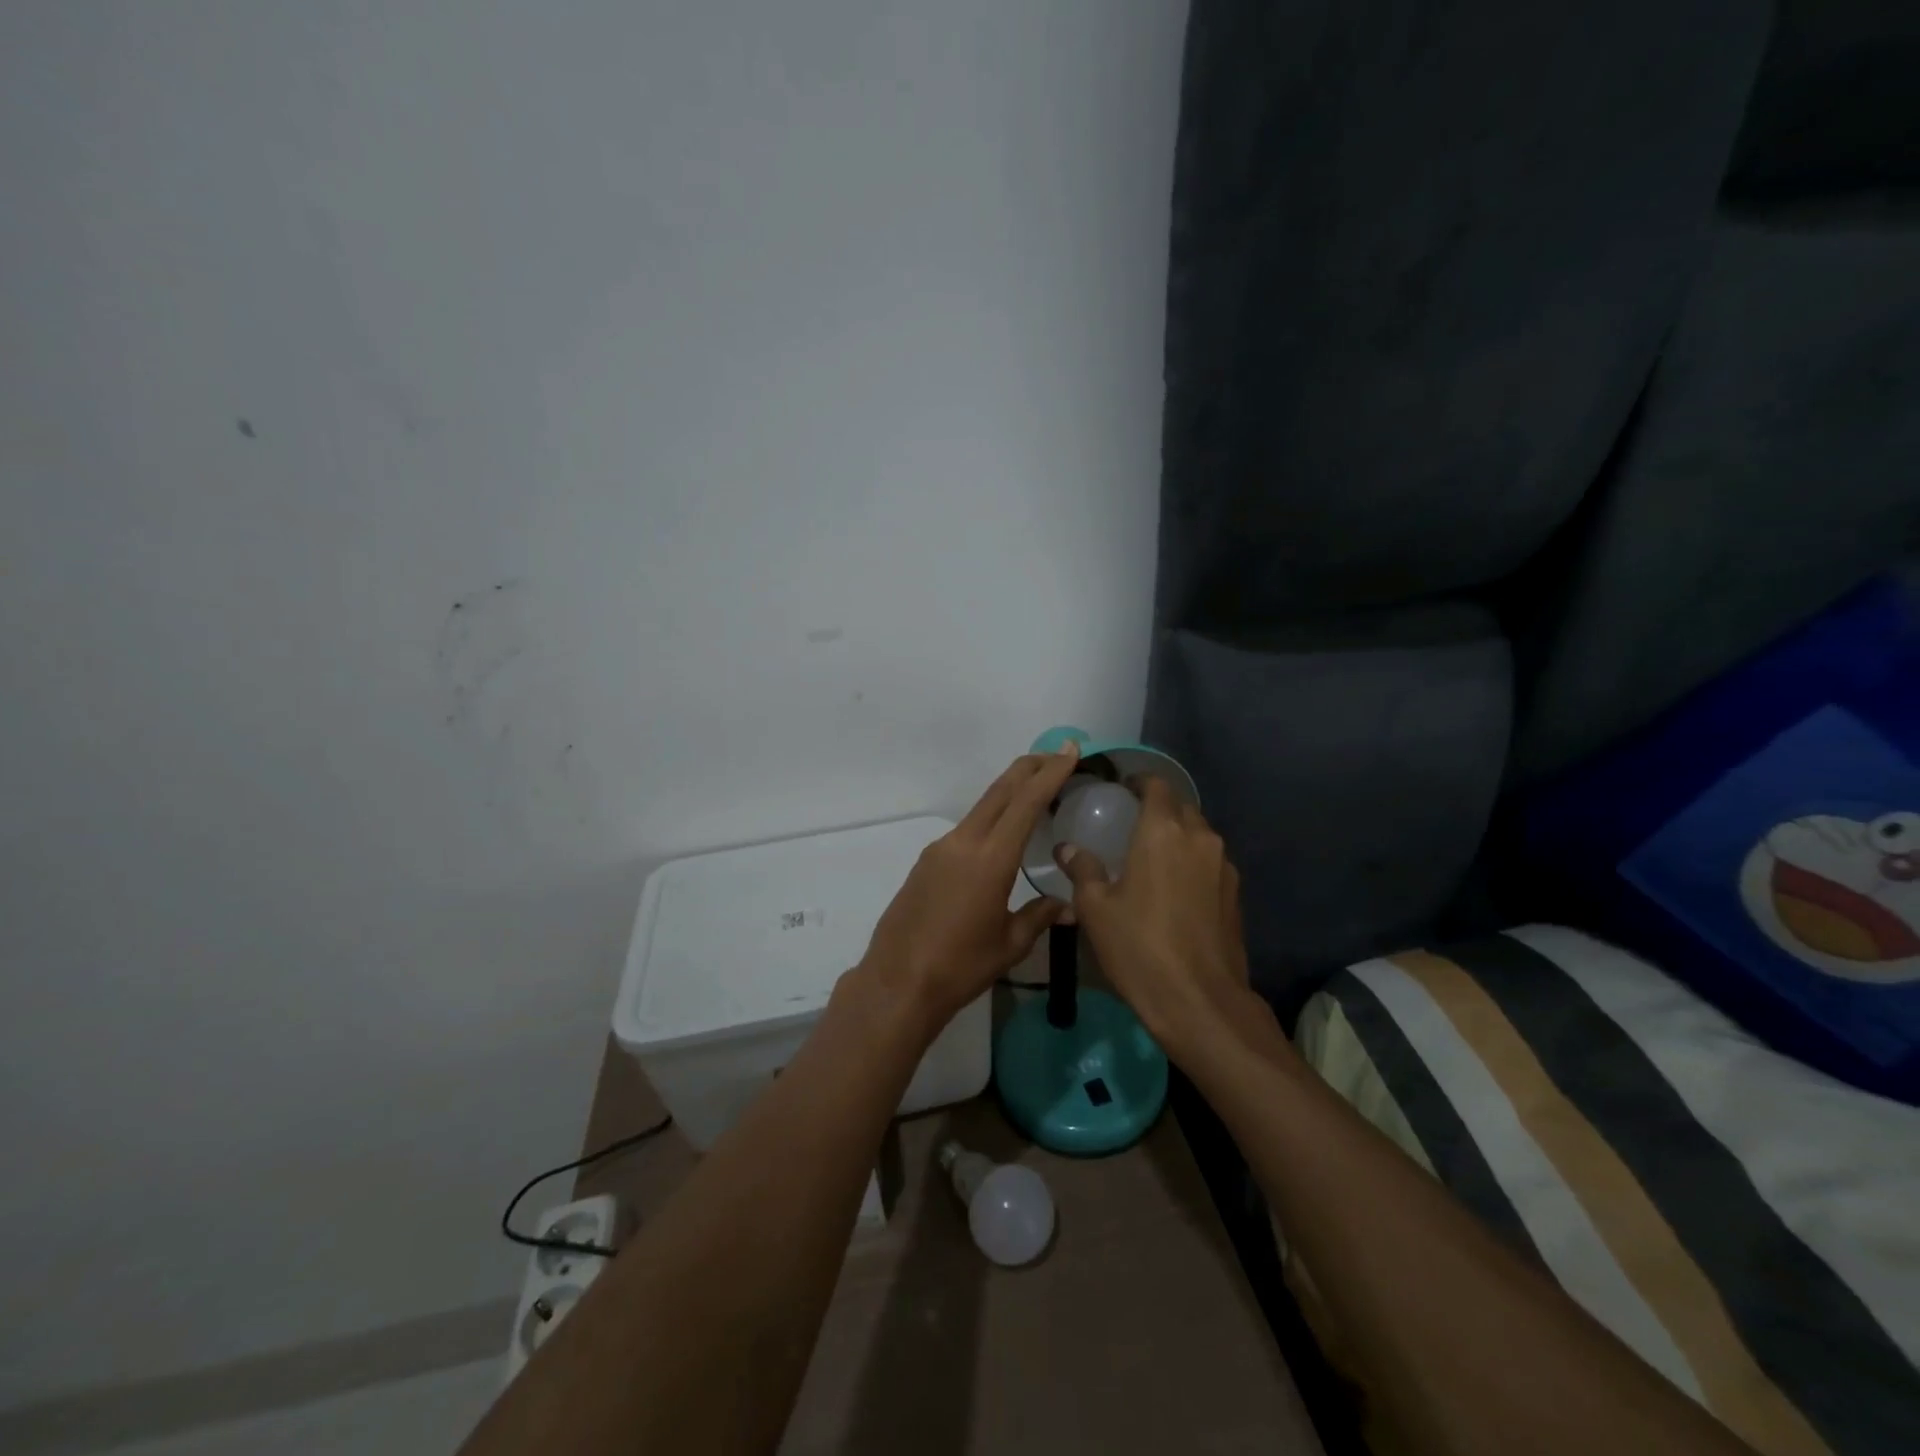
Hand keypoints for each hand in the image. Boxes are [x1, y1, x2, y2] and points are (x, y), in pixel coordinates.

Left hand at [859, 744, 1082, 1031]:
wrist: (897, 982)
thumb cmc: (960, 966)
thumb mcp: (1010, 944)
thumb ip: (1040, 916)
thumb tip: (1069, 906)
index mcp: (990, 858)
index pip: (1026, 802)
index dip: (1050, 773)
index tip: (1068, 749)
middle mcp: (963, 842)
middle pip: (1000, 791)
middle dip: (1029, 768)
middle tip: (1055, 755)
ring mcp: (940, 850)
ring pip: (981, 808)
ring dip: (1008, 794)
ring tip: (1034, 795)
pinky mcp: (926, 862)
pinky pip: (965, 830)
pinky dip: (989, 820)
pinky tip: (1000, 838)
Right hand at [1056, 775, 1251, 1055]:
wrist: (1200, 1001)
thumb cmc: (1139, 946)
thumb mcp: (1095, 909)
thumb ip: (1082, 869)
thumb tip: (1067, 848)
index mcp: (1163, 832)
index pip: (1157, 786)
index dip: (1139, 781)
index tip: (1122, 788)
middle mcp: (1199, 838)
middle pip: (1181, 807)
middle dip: (1159, 807)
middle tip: (1132, 822)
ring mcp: (1224, 867)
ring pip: (1199, 835)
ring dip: (1178, 835)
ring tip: (1152, 855)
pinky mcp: (1235, 895)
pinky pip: (1210, 862)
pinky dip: (1192, 862)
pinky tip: (1174, 887)